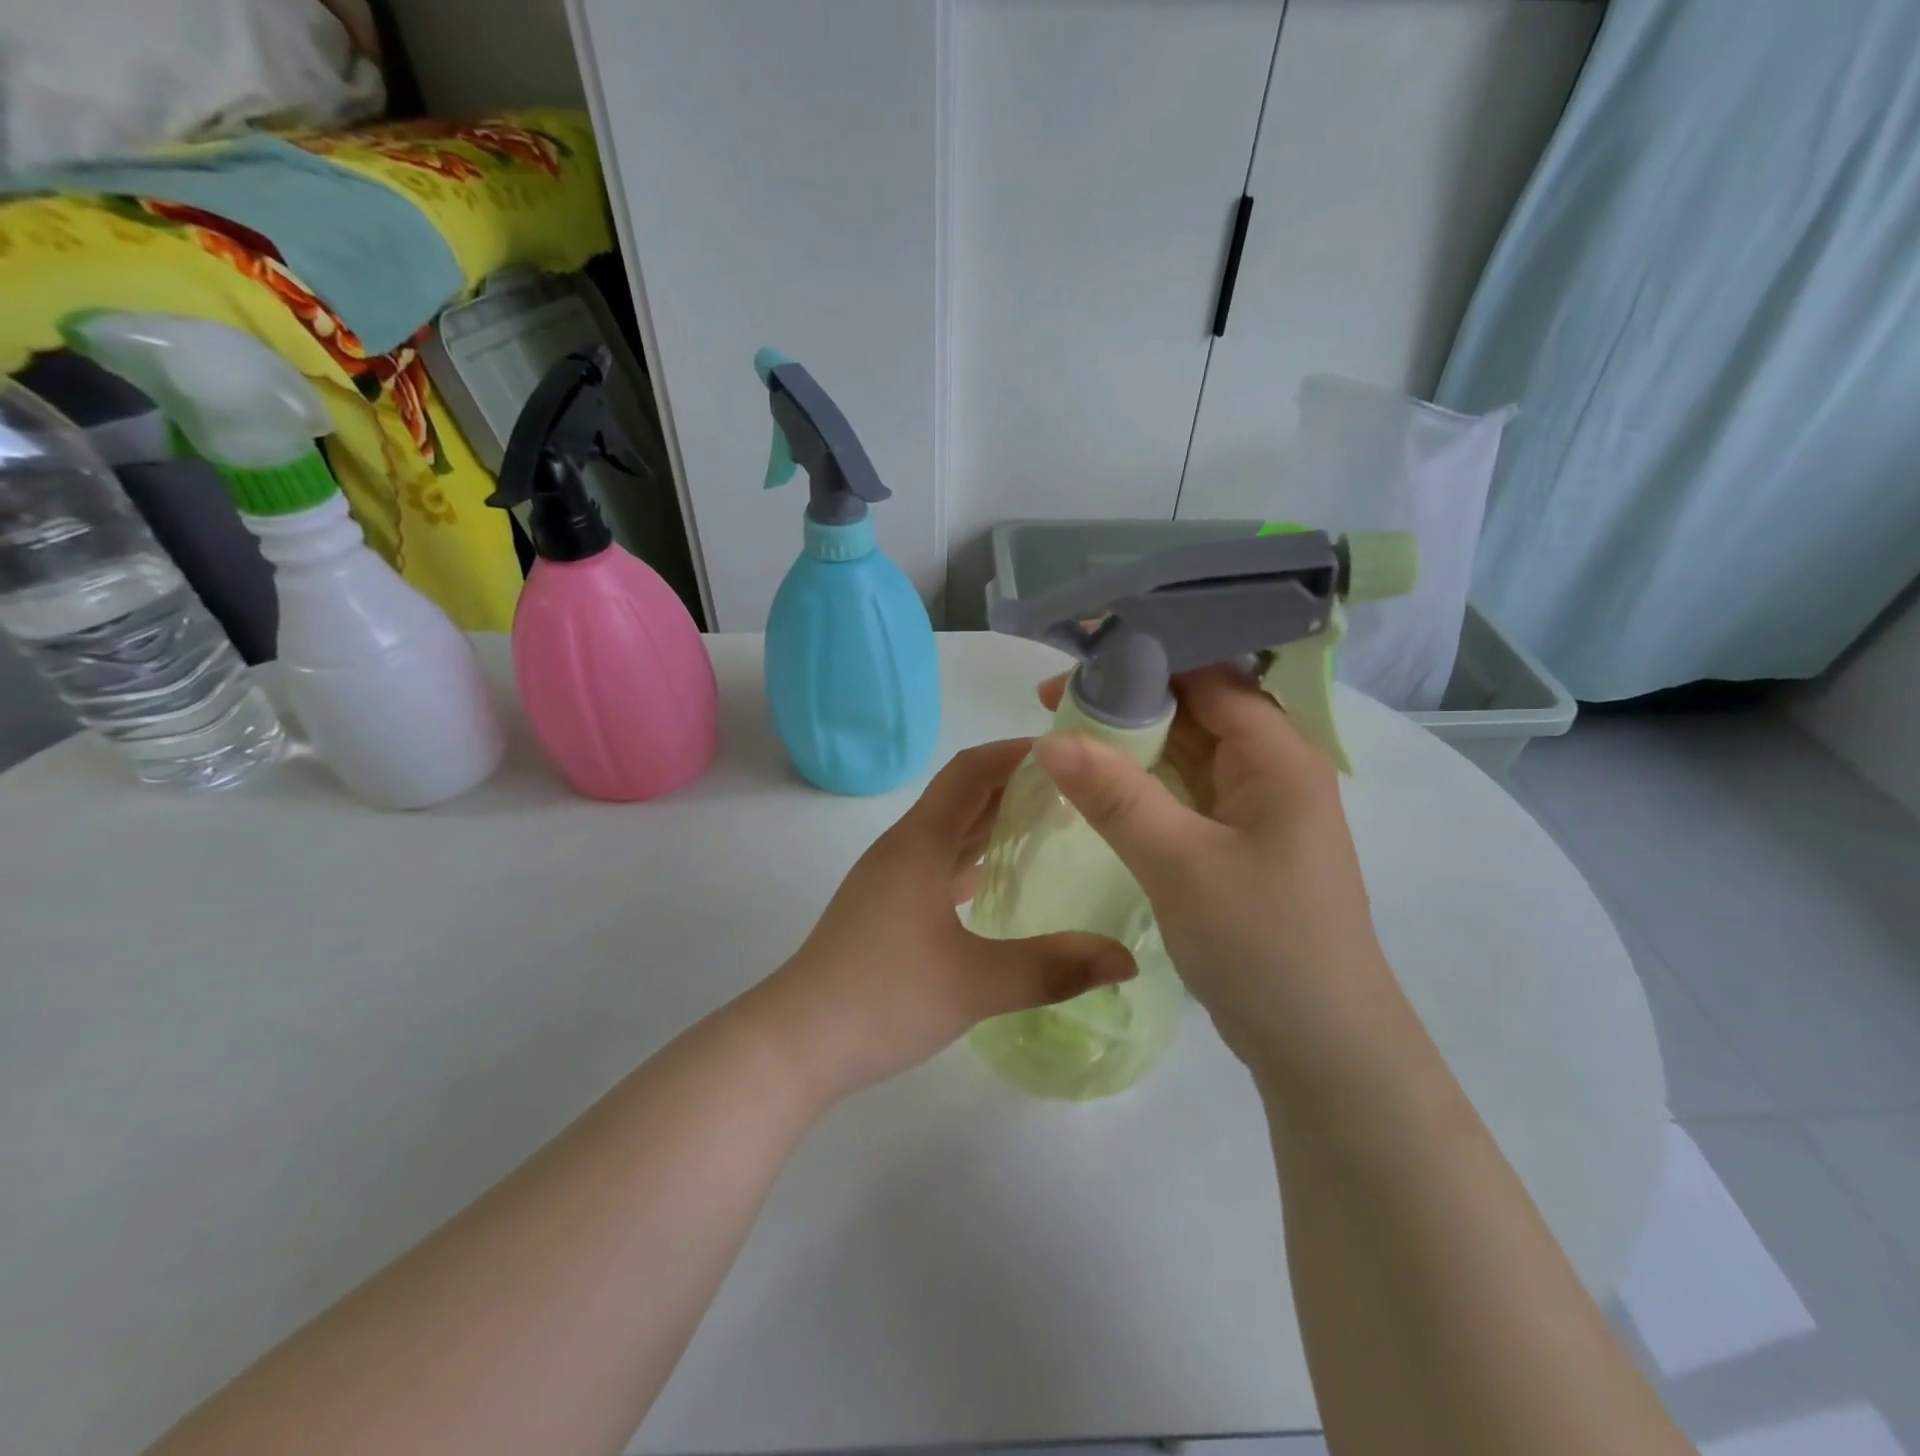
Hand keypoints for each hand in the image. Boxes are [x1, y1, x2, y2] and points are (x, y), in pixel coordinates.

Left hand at [755, 739, 1137, 1103]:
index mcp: (919, 844)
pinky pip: (938, 861)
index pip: (970, 771)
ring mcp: (891, 878)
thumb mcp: (976, 984)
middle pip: (962, 795)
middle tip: (1074, 790)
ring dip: (993, 819)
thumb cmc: (883, 999)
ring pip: (949, 830)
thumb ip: (1054, 968)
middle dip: (1014, 783)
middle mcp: (903, 848)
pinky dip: (974, 855)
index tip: (1067, 752)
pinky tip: (1000, 876)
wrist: (796, 1043)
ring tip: (1049, 824)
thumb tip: (1128, 959)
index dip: (1015, 752)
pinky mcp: (887, 906)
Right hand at [1033, 668, 1393, 1091]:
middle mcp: (1273, 768)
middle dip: (1126, 700)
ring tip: (1061, 734)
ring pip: (1186, 751)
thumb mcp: (1180, 864)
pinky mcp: (1239, 841)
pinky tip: (1098, 782)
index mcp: (1278, 755)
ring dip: (1130, 742)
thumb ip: (1115, 796)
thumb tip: (1048, 738)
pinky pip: (1185, 792)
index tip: (1071, 666)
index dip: (1139, 663)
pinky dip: (1143, 782)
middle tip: (1050, 704)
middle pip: (1194, 709)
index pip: (1207, 677)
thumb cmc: (1262, 945)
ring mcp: (1256, 807)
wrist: (1320, 1048)